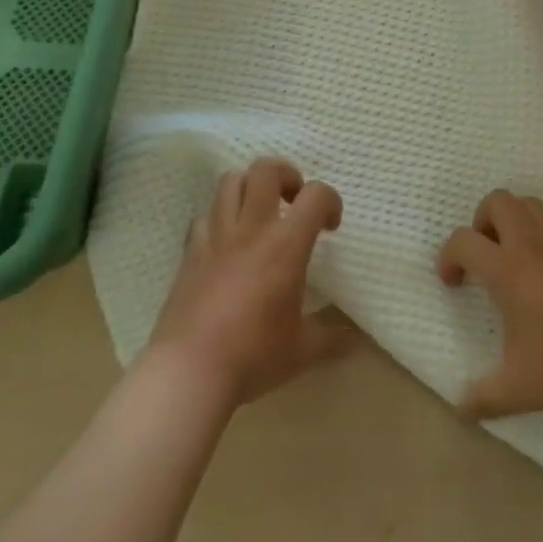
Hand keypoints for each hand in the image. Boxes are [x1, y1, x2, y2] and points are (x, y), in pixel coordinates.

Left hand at [148, 158, 356, 404]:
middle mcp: (251, 229)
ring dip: (251, 188)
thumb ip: (331, 338)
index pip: (316, 195)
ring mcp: (216, 236)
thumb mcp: (302, 351)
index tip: (330, 228)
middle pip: (265, 169)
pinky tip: (228, 244)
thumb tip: (354, 339)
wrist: (188, 372)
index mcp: (286, 245)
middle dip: (286, 175)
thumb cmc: (253, 355)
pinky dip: (220, 218)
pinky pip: (205, 215)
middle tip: (293, 202)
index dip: (330, 201)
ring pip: (230, 181)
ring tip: (260, 214)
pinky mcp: (190, 251)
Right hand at [437, 190, 542, 418]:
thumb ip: (484, 397)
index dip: (448, 257)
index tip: (454, 281)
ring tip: (520, 255)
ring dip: (516, 220)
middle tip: (488, 255)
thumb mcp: (521, 389)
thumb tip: (460, 409)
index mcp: (507, 270)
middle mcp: (532, 241)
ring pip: (530, 202)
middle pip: (496, 201)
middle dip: (482, 222)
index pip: (462, 242)